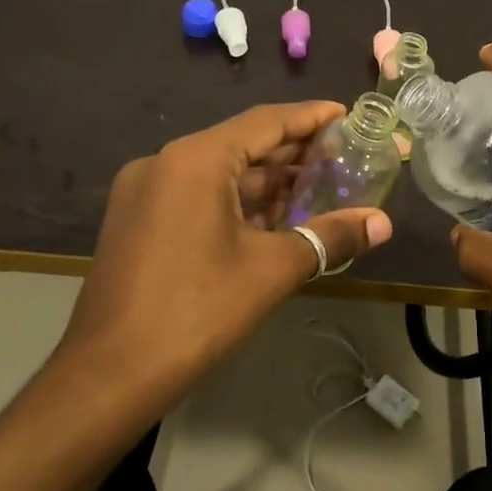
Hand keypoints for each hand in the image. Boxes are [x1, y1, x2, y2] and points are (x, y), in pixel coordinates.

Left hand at [53, 102, 393, 409]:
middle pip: (241, 145)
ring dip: (265, 182)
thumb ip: (330, 237)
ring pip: (218, 173)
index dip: (310, 118)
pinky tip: (272, 220)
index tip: (345, 114)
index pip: (265, 122)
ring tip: (316, 189)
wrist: (109, 375)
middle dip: (291, 154)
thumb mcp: (272, 270)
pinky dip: (236, 203)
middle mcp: (165, 162)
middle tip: (341, 157)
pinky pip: (197, 195)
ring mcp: (145, 192)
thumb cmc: (196, 311)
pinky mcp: (137, 221)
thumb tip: (382, 223)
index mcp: (195, 159)